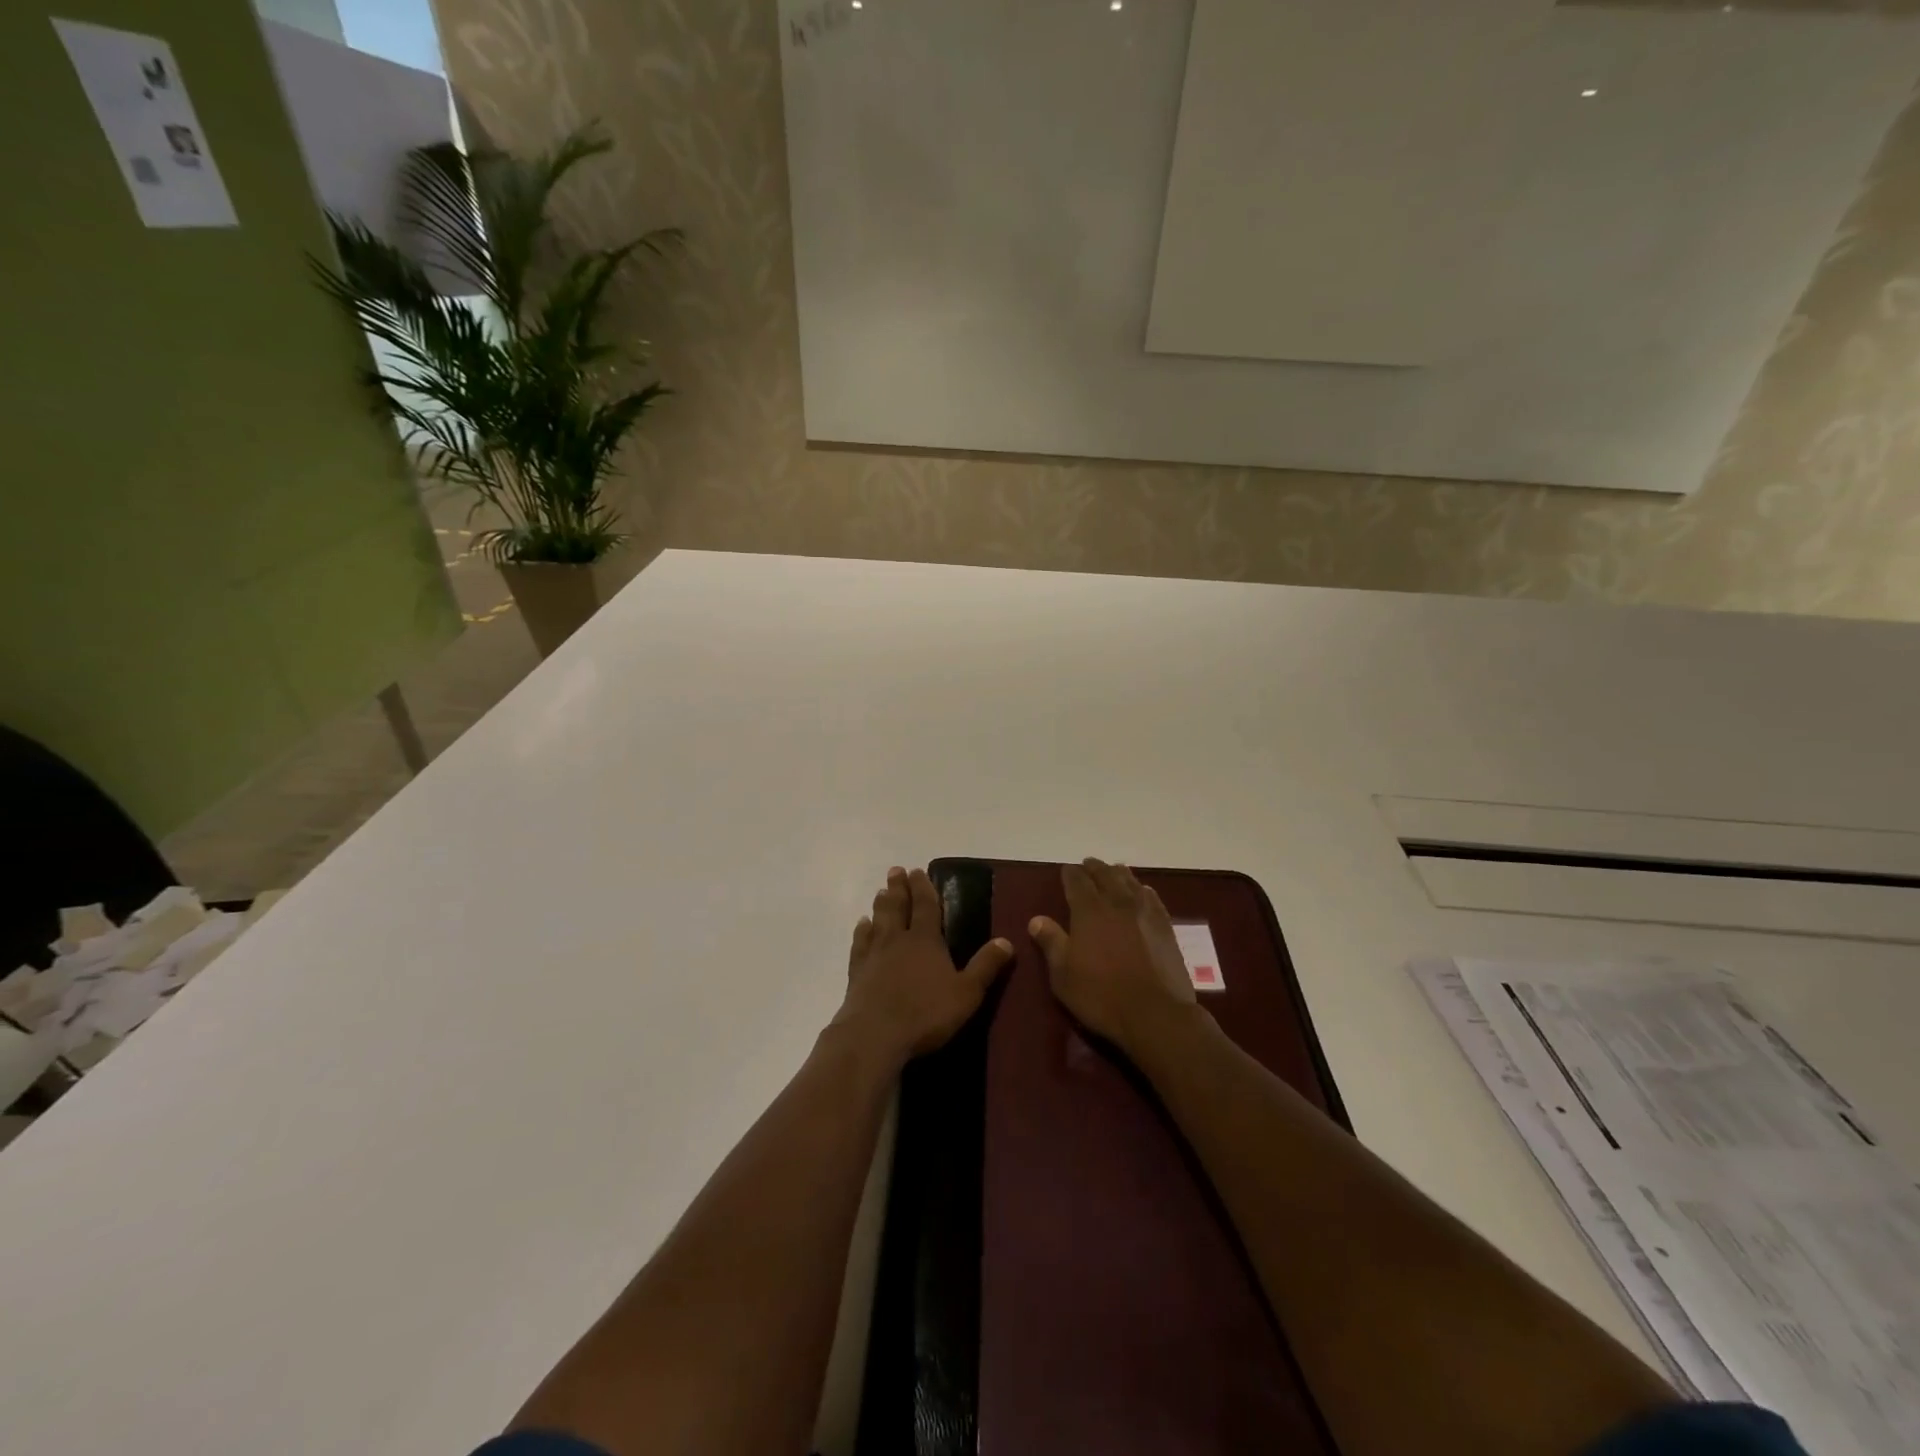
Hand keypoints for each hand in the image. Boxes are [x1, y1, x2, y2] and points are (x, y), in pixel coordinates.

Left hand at [832, 867, 1014, 1065]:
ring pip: (878, 921)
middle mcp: (897, 940)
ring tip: (880, 892)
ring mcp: (874, 955)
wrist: (874, 1035)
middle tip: (896, 871)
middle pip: (897, 907)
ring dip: (880, 905)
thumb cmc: (925, 1013)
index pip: (925, 906)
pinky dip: (861, 932)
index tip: (917, 870)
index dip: (922, 887)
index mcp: (925, 940)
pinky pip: (859, 944)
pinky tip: (861, 926)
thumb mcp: (966, 993)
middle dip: (899, 888)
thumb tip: (1007, 941)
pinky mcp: (856, 973)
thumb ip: (986, 966)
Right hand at [1030, 858, 1196, 1055]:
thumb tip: (1036, 919)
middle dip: (1094, 868)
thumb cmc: (1101, 996)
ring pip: (1130, 881)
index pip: (1077, 880)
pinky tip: (1142, 891)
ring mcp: (1144, 912)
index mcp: (1088, 910)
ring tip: (1113, 872)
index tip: (1066, 871)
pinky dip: (1142, 889)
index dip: (1070, 873)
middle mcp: (1117, 902)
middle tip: (1087, 865)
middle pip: (1105, 874)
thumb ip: (1051, 942)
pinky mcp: (1165, 926)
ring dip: (1118, 874)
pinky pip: (1152, 897)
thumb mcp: (1063, 974)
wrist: (1156, 1014)